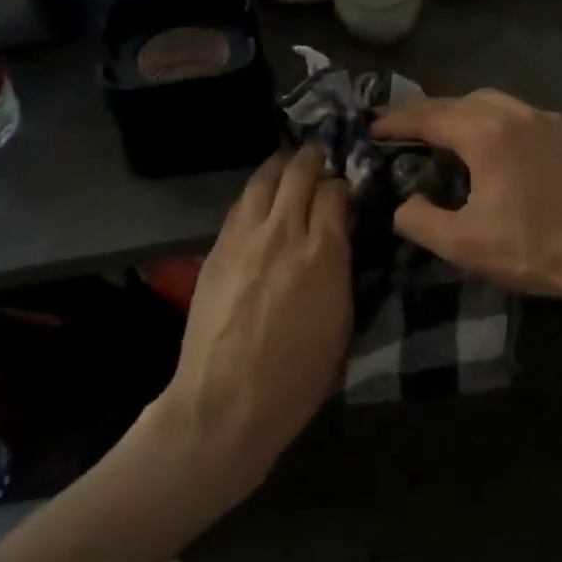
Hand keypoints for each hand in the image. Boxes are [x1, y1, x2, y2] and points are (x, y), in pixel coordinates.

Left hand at [155, 148, 352, 501]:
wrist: (226, 402)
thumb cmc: (297, 377)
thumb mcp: (341, 323)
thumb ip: (342, 268)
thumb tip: (340, 236)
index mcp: (323, 252)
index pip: (335, 192)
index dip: (343, 184)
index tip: (346, 190)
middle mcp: (282, 232)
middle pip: (298, 172)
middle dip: (314, 159)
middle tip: (321, 159)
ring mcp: (243, 238)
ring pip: (263, 180)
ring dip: (281, 169)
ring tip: (290, 169)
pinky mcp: (215, 250)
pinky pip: (239, 206)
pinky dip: (256, 195)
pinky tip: (260, 202)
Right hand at [370, 91, 561, 301]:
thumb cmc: (534, 249)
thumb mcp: (463, 245)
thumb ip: (418, 220)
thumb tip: (404, 203)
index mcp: (488, 134)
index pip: (429, 116)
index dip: (396, 121)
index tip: (371, 127)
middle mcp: (518, 114)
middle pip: (460, 100)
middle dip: (428, 113)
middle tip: (404, 132)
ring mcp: (550, 120)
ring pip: (494, 103)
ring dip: (463, 114)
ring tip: (446, 137)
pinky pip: (522, 116)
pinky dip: (496, 122)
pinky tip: (496, 149)